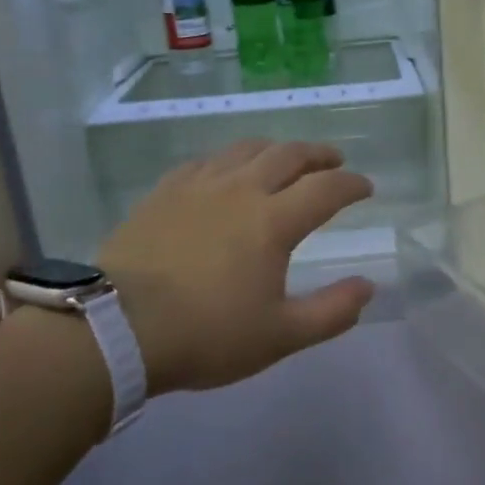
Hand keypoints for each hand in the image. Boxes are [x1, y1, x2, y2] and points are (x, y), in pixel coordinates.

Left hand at [97, 140, 375, 395]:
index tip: (366, 187)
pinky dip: (231, 159)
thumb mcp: (280, 336)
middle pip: (289, 155)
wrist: (115, 327)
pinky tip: (227, 170)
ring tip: (286, 158)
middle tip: (334, 160)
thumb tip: (368, 288)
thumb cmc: (205, 334)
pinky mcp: (165, 192)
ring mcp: (199, 186)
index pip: (326, 189)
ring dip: (277, 149)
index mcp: (273, 221)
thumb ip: (331, 312)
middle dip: (319, 154)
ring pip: (247, 149)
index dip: (352, 184)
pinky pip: (207, 161)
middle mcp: (241, 190)